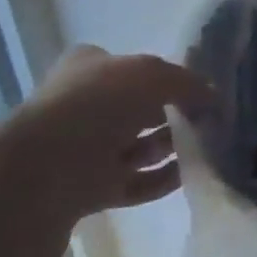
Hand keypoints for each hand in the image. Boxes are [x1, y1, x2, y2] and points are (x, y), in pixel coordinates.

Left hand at [3, 46, 213, 221]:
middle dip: (174, 114)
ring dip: (173, 147)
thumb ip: (186, 83)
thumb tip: (213, 96)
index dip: (164, 76)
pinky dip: (164, 179)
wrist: (43, 170)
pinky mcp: (92, 189)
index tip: (197, 89)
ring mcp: (87, 150)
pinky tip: (193, 174)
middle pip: (140, 109)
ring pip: (140, 147)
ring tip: (209, 147)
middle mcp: (87, 106)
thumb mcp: (152, 75)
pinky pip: (137, 182)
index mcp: (89, 69)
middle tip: (210, 120)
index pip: (132, 67)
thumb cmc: (97, 104)